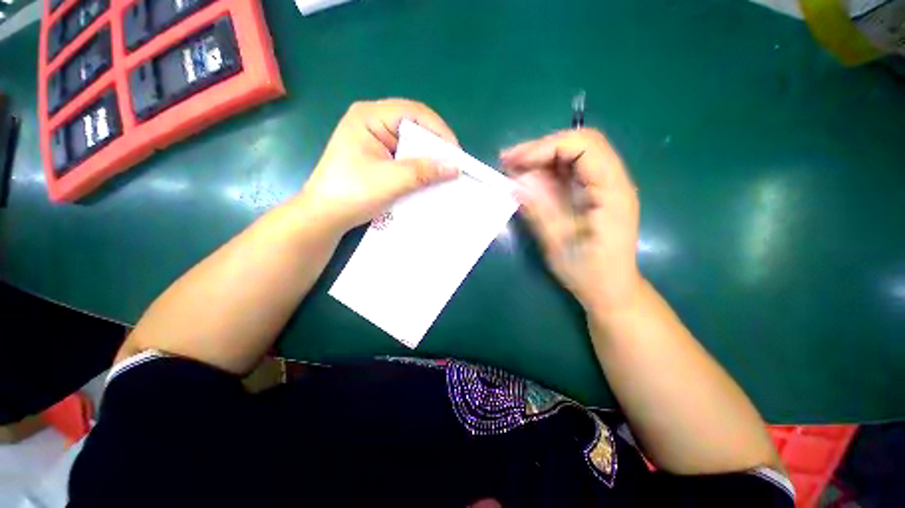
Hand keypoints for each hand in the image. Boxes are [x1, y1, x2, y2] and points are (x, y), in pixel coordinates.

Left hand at [298, 99, 459, 233]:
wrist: (325, 215)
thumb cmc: (351, 193)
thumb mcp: (390, 181)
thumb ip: (423, 171)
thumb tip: (454, 167)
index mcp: (369, 116)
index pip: (414, 113)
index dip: (439, 131)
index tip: (455, 154)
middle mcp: (373, 122)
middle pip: (414, 127)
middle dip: (435, 146)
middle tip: (452, 166)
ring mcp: (375, 140)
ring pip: (411, 144)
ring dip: (428, 158)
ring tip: (444, 173)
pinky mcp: (378, 157)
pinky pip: (405, 157)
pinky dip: (418, 167)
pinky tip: (428, 178)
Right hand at [501, 129, 642, 315]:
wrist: (611, 290)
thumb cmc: (589, 272)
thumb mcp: (559, 244)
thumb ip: (539, 210)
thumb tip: (516, 184)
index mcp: (612, 191)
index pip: (583, 146)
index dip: (545, 147)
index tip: (515, 162)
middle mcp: (613, 181)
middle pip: (579, 144)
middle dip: (540, 149)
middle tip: (509, 162)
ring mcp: (604, 186)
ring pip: (572, 155)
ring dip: (541, 159)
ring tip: (513, 171)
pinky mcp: (593, 194)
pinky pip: (569, 172)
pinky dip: (546, 172)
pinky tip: (528, 182)